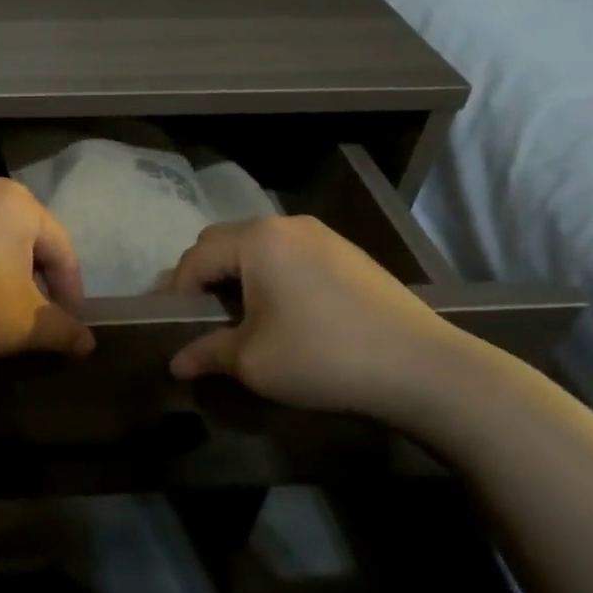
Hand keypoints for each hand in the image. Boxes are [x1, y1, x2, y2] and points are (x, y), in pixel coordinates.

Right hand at [166, 215, 458, 422]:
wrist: (421, 367)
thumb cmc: (322, 357)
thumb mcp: (252, 361)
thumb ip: (207, 354)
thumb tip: (175, 364)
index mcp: (257, 240)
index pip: (196, 257)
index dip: (176, 291)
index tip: (171, 324)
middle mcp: (286, 225)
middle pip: (224, 241)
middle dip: (204, 275)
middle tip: (200, 315)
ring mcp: (322, 235)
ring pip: (259, 245)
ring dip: (238, 273)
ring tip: (239, 313)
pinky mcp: (348, 253)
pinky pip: (290, 253)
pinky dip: (271, 274)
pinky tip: (283, 309)